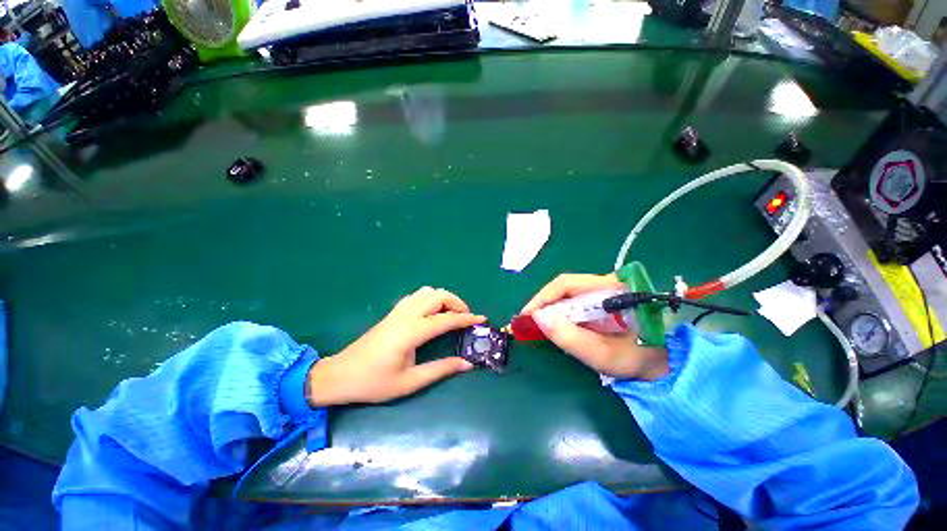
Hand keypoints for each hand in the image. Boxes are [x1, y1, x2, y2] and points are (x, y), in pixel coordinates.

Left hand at [306, 287, 485, 406]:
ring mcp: (398, 311)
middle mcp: (406, 315)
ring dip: (444, 298)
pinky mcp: (393, 312)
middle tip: (466, 317)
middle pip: (438, 296)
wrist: (340, 375)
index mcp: (412, 332)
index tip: (482, 319)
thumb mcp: (410, 381)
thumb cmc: (374, 382)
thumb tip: (467, 364)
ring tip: (451, 313)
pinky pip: (417, 296)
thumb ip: (441, 369)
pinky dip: (430, 298)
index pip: (446, 319)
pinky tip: (432, 312)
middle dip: (457, 302)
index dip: (466, 318)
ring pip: (427, 292)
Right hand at [522, 273, 668, 380]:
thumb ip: (571, 338)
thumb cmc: (639, 360)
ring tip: (538, 324)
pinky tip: (556, 324)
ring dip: (551, 308)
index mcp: (613, 288)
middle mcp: (608, 283)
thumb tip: (538, 317)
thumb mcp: (604, 355)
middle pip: (566, 286)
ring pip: (569, 293)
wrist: (665, 365)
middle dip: (544, 303)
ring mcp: (606, 290)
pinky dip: (561, 312)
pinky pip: (575, 300)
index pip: (568, 284)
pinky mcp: (603, 299)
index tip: (527, 314)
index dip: (543, 297)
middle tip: (529, 321)